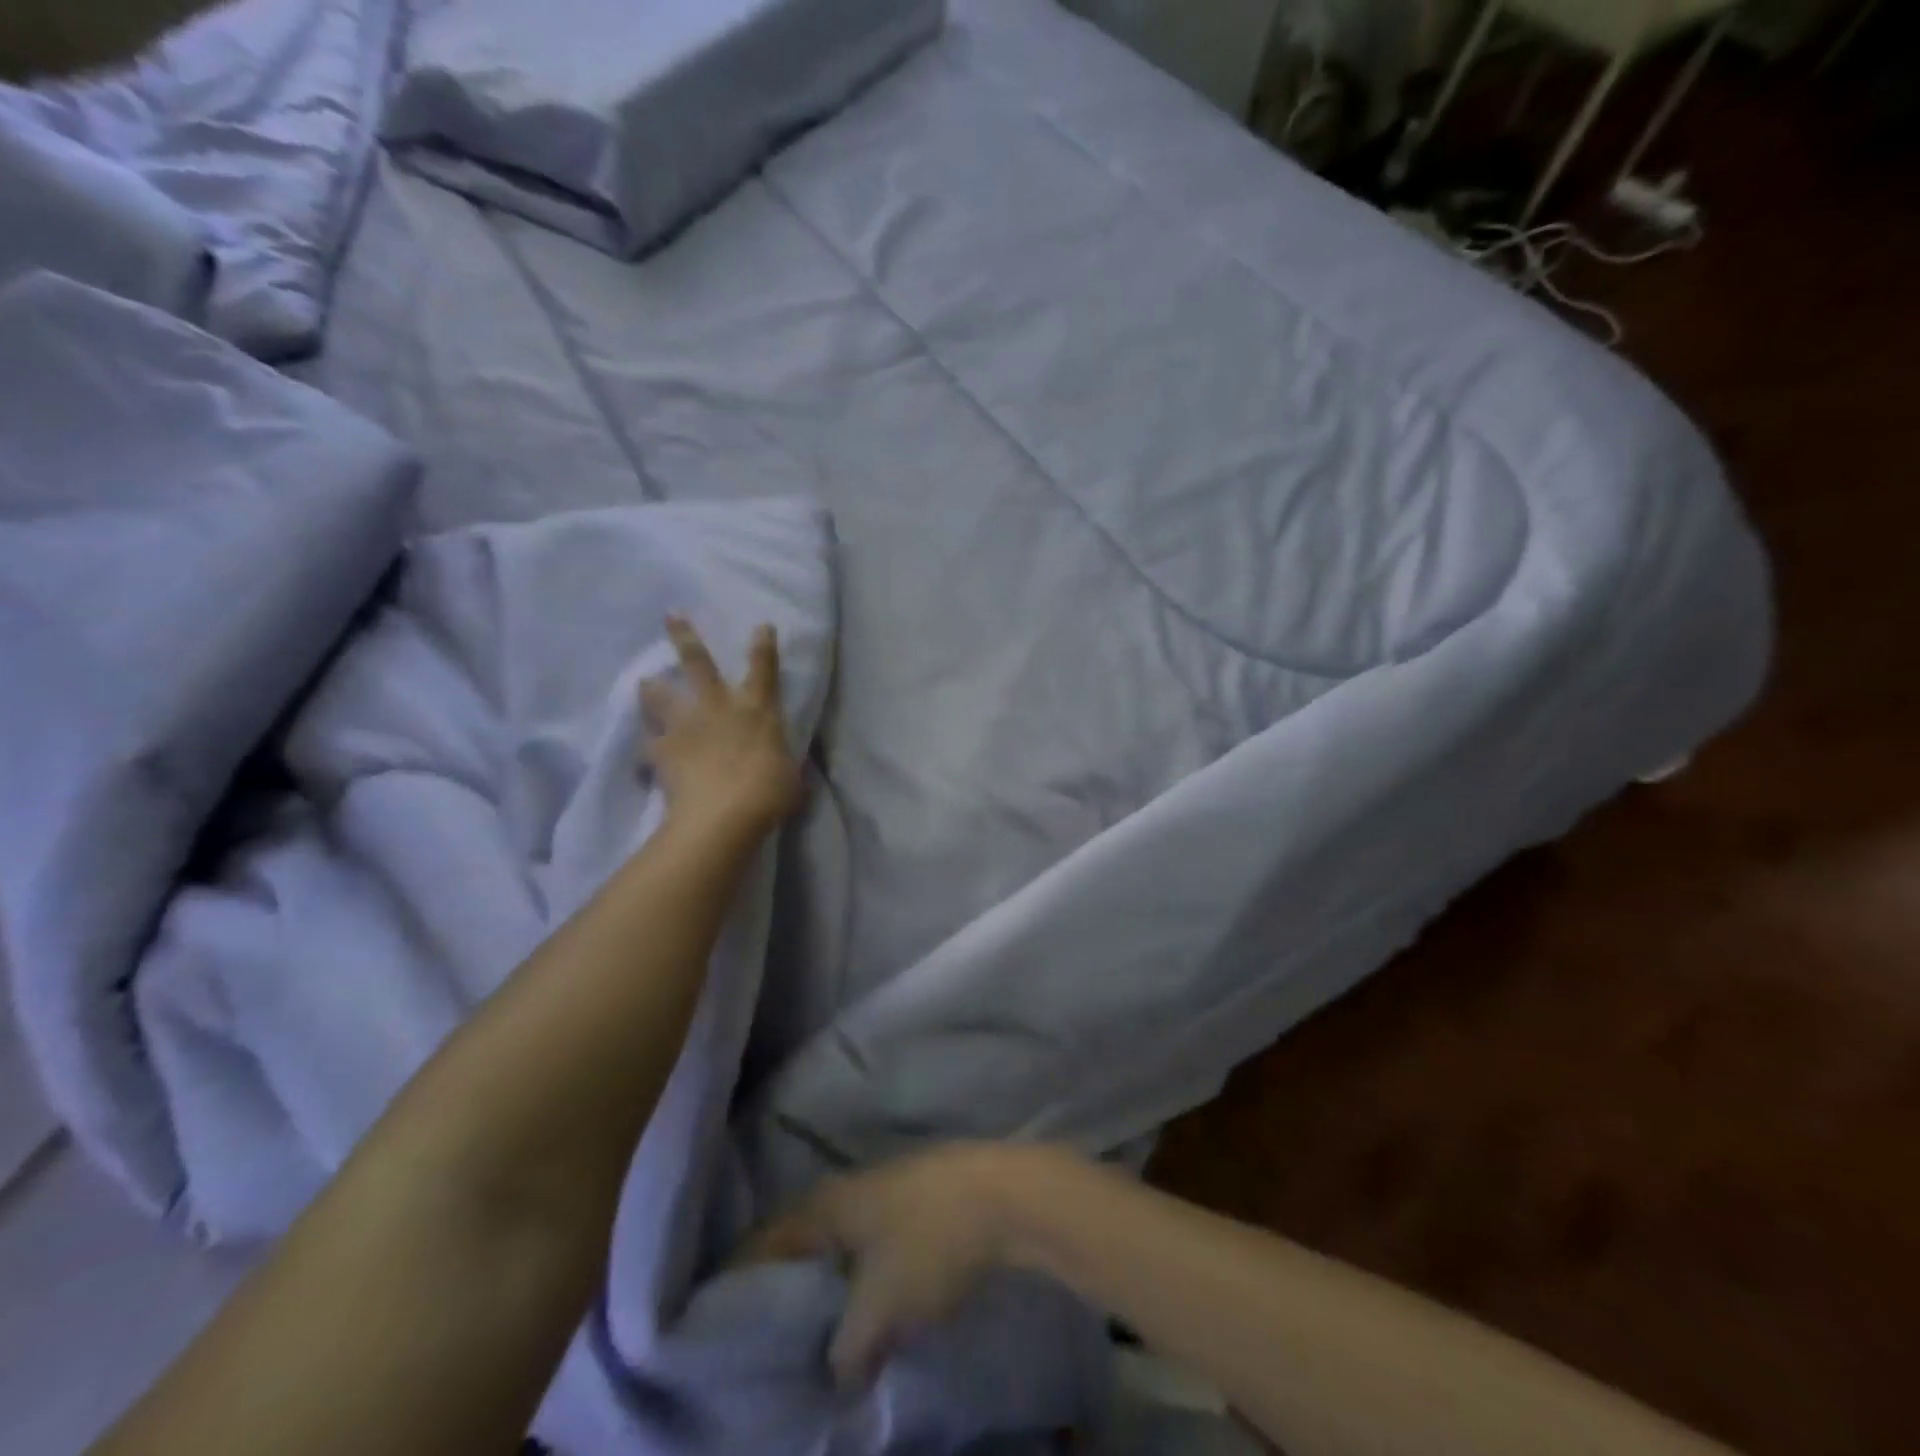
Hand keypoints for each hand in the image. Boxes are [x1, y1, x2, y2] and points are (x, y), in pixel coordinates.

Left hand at [640, 616, 803, 837]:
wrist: (724, 815)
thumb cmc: (769, 793)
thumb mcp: (790, 777)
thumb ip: (784, 764)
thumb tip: (787, 769)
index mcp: (758, 710)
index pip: (764, 670)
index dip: (763, 646)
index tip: (761, 626)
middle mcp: (719, 707)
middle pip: (698, 663)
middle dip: (685, 637)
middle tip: (671, 615)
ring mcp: (686, 725)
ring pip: (661, 695)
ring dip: (651, 689)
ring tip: (644, 682)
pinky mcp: (661, 749)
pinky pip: (648, 744)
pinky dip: (646, 749)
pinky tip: (642, 756)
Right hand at [742, 1144, 1067, 1389]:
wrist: (1005, 1194)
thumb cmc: (930, 1242)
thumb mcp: (880, 1308)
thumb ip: (846, 1350)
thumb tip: (835, 1376)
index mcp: (826, 1204)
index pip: (765, 1240)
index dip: (740, 1279)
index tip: (719, 1321)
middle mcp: (848, 1188)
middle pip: (800, 1239)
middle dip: (784, 1285)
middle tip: (766, 1336)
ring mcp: (886, 1188)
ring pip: (839, 1239)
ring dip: (826, 1281)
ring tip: (816, 1330)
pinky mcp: (917, 1198)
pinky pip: (871, 1240)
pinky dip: (860, 1273)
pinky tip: (869, 1303)